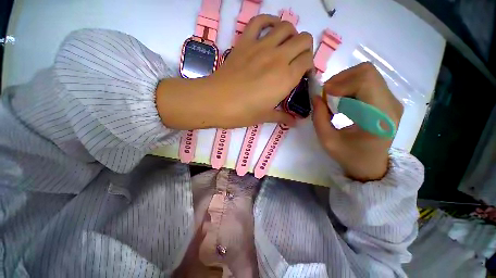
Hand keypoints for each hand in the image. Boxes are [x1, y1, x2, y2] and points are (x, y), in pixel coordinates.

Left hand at [156, 14, 313, 129]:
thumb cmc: (243, 112)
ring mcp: (261, 46)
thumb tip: (295, 122)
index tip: (303, 75)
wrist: (216, 102)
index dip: (309, 67)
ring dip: (291, 35)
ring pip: (286, 27)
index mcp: (286, 77)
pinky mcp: (245, 42)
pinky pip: (260, 21)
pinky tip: (270, 30)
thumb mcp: (265, 116)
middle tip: (297, 61)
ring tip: (285, 47)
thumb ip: (283, 116)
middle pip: (303, 40)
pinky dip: (268, 21)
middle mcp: (278, 57)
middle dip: (305, 49)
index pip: (308, 61)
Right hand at [312, 62, 403, 181]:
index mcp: (380, 116)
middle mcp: (391, 103)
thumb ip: (319, 118)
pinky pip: (367, 82)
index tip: (324, 96)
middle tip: (327, 95)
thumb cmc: (349, 156)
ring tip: (334, 101)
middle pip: (367, 72)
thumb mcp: (327, 140)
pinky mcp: (387, 100)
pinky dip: (350, 87)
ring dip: (344, 83)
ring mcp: (392, 100)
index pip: (365, 81)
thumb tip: (316, 96)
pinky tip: (343, 102)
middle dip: (340, 79)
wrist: (371, 165)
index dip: (340, 83)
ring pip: (367, 74)